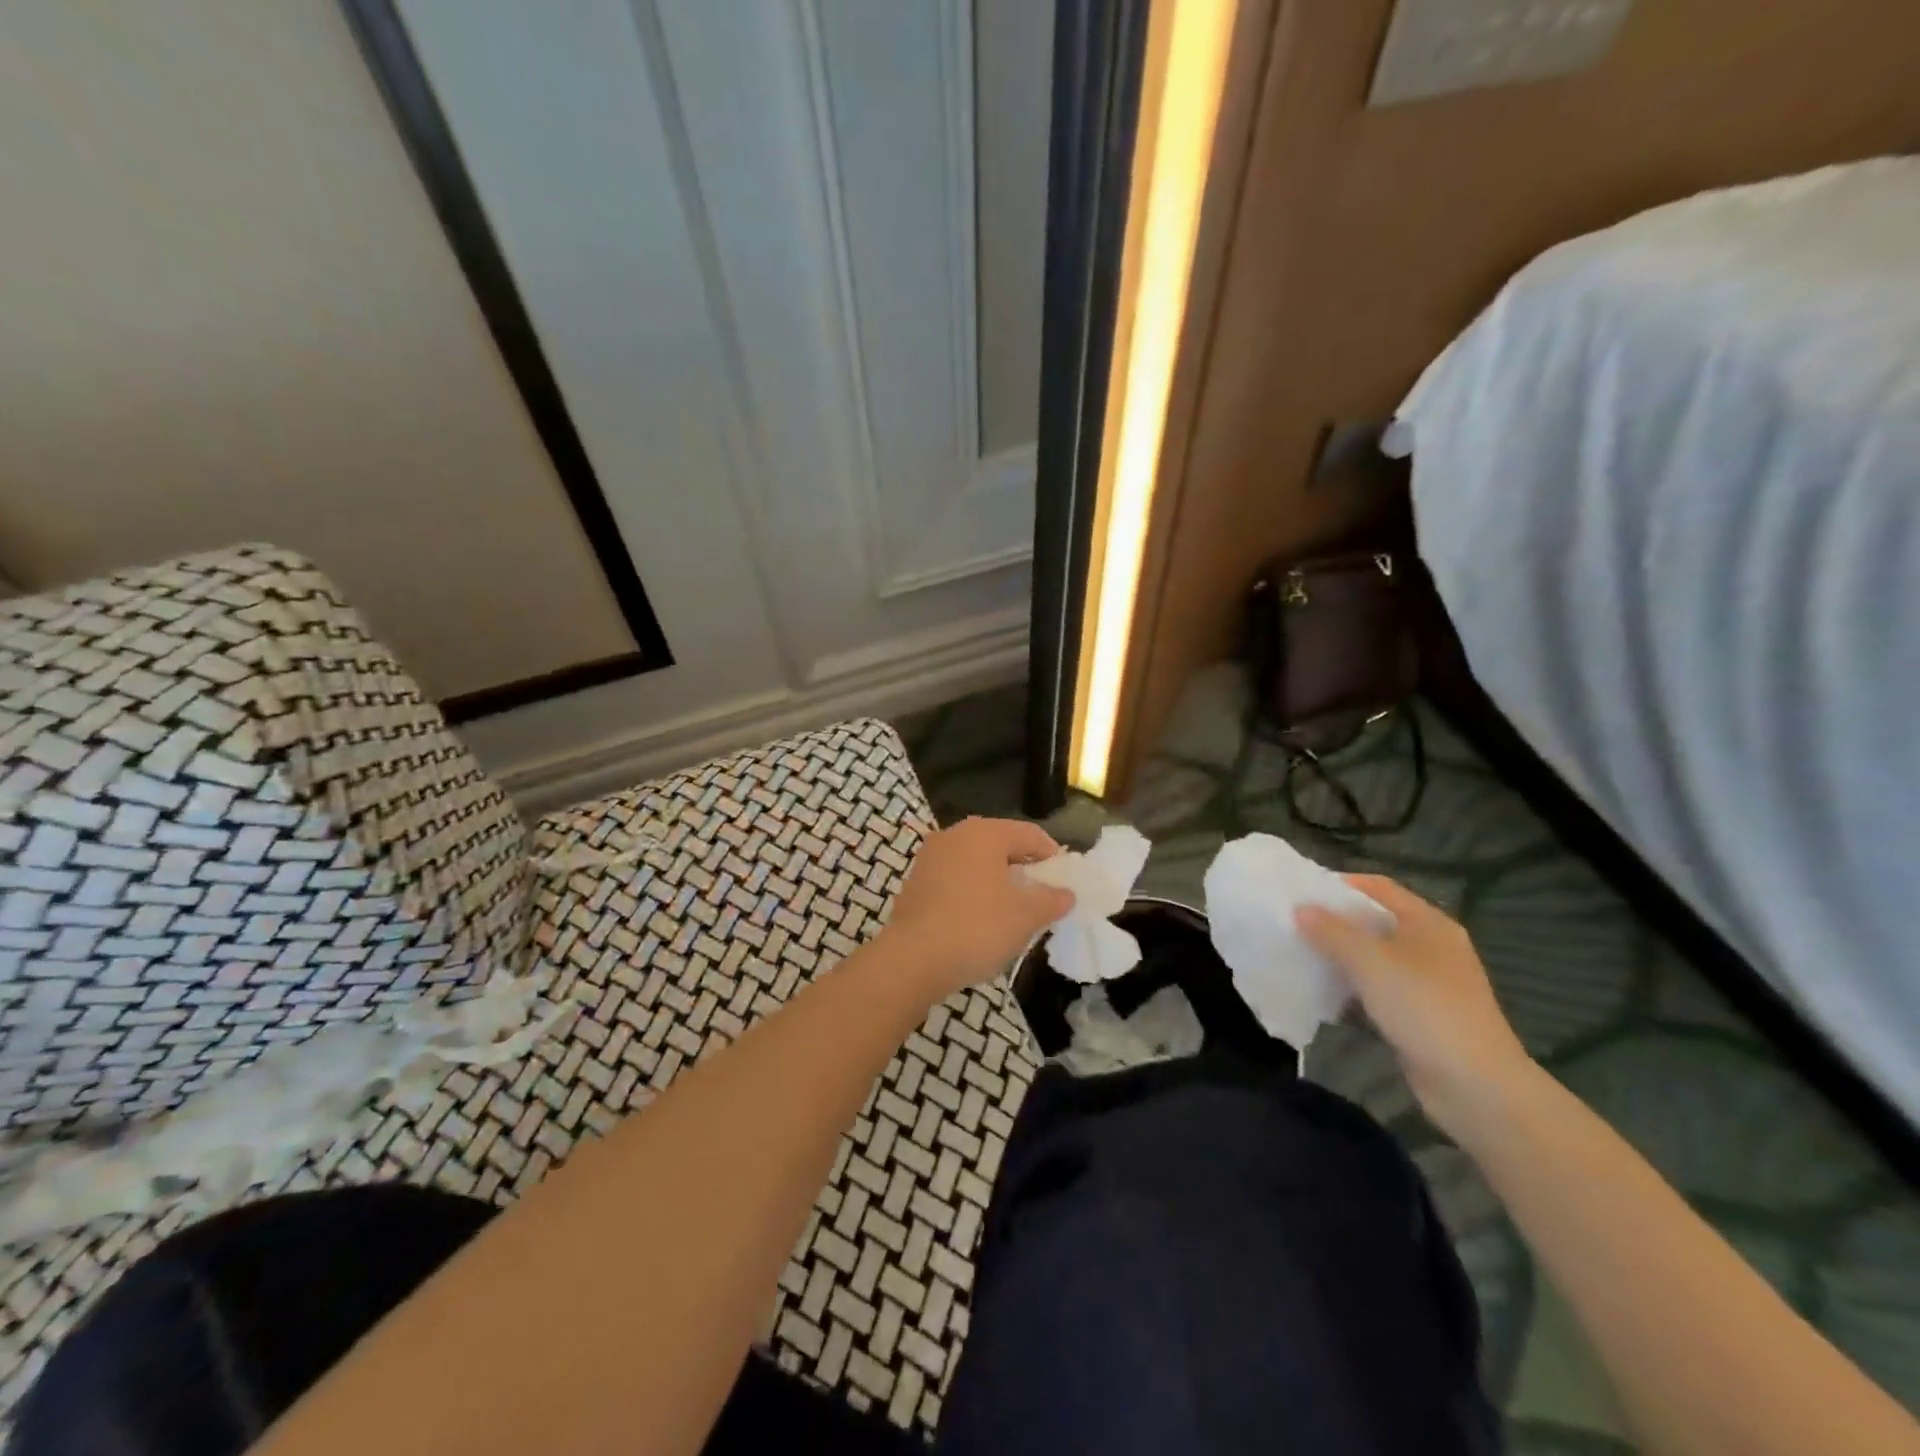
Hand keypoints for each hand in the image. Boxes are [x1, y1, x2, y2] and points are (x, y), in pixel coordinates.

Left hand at [882, 818, 1074, 998]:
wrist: (912, 959)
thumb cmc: (977, 928)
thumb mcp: (1025, 916)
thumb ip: (1051, 900)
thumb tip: (1066, 893)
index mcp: (984, 833)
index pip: (1029, 834)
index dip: (1052, 856)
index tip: (1064, 881)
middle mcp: (955, 835)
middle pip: (1000, 844)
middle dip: (1023, 867)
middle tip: (1040, 895)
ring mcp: (930, 857)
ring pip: (975, 861)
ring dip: (997, 880)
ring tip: (1012, 909)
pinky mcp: (915, 881)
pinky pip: (955, 877)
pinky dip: (972, 890)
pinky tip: (980, 918)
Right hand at [1296, 875, 1534, 1140]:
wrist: (1476, 1087)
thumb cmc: (1425, 1009)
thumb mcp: (1371, 962)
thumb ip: (1331, 932)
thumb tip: (1300, 909)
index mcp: (1428, 922)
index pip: (1377, 887)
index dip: (1339, 884)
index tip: (1299, 891)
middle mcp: (1431, 946)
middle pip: (1374, 921)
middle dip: (1334, 921)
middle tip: (1292, 923)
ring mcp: (1428, 983)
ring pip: (1374, 957)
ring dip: (1340, 956)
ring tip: (1299, 955)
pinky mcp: (1420, 1015)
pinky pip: (1378, 989)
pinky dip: (1352, 987)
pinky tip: (1324, 994)